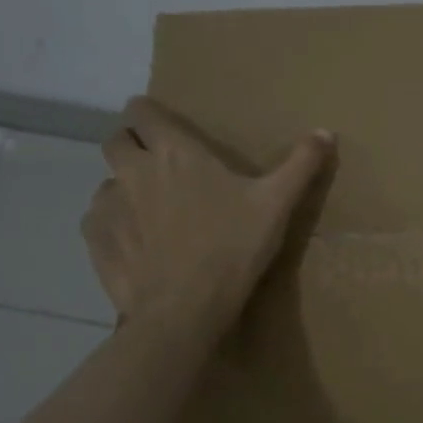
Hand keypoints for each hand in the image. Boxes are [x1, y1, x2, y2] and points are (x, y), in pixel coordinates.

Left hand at [83, 96, 332, 336]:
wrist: (185, 310)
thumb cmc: (233, 247)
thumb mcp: (277, 204)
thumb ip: (301, 164)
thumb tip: (327, 131)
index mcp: (174, 153)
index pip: (141, 112)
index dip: (149, 114)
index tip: (164, 127)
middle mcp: (133, 171)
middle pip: (115, 141)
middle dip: (132, 146)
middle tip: (160, 166)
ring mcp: (109, 207)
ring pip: (105, 182)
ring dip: (123, 188)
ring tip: (150, 210)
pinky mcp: (96, 242)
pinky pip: (97, 220)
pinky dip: (112, 224)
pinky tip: (135, 242)